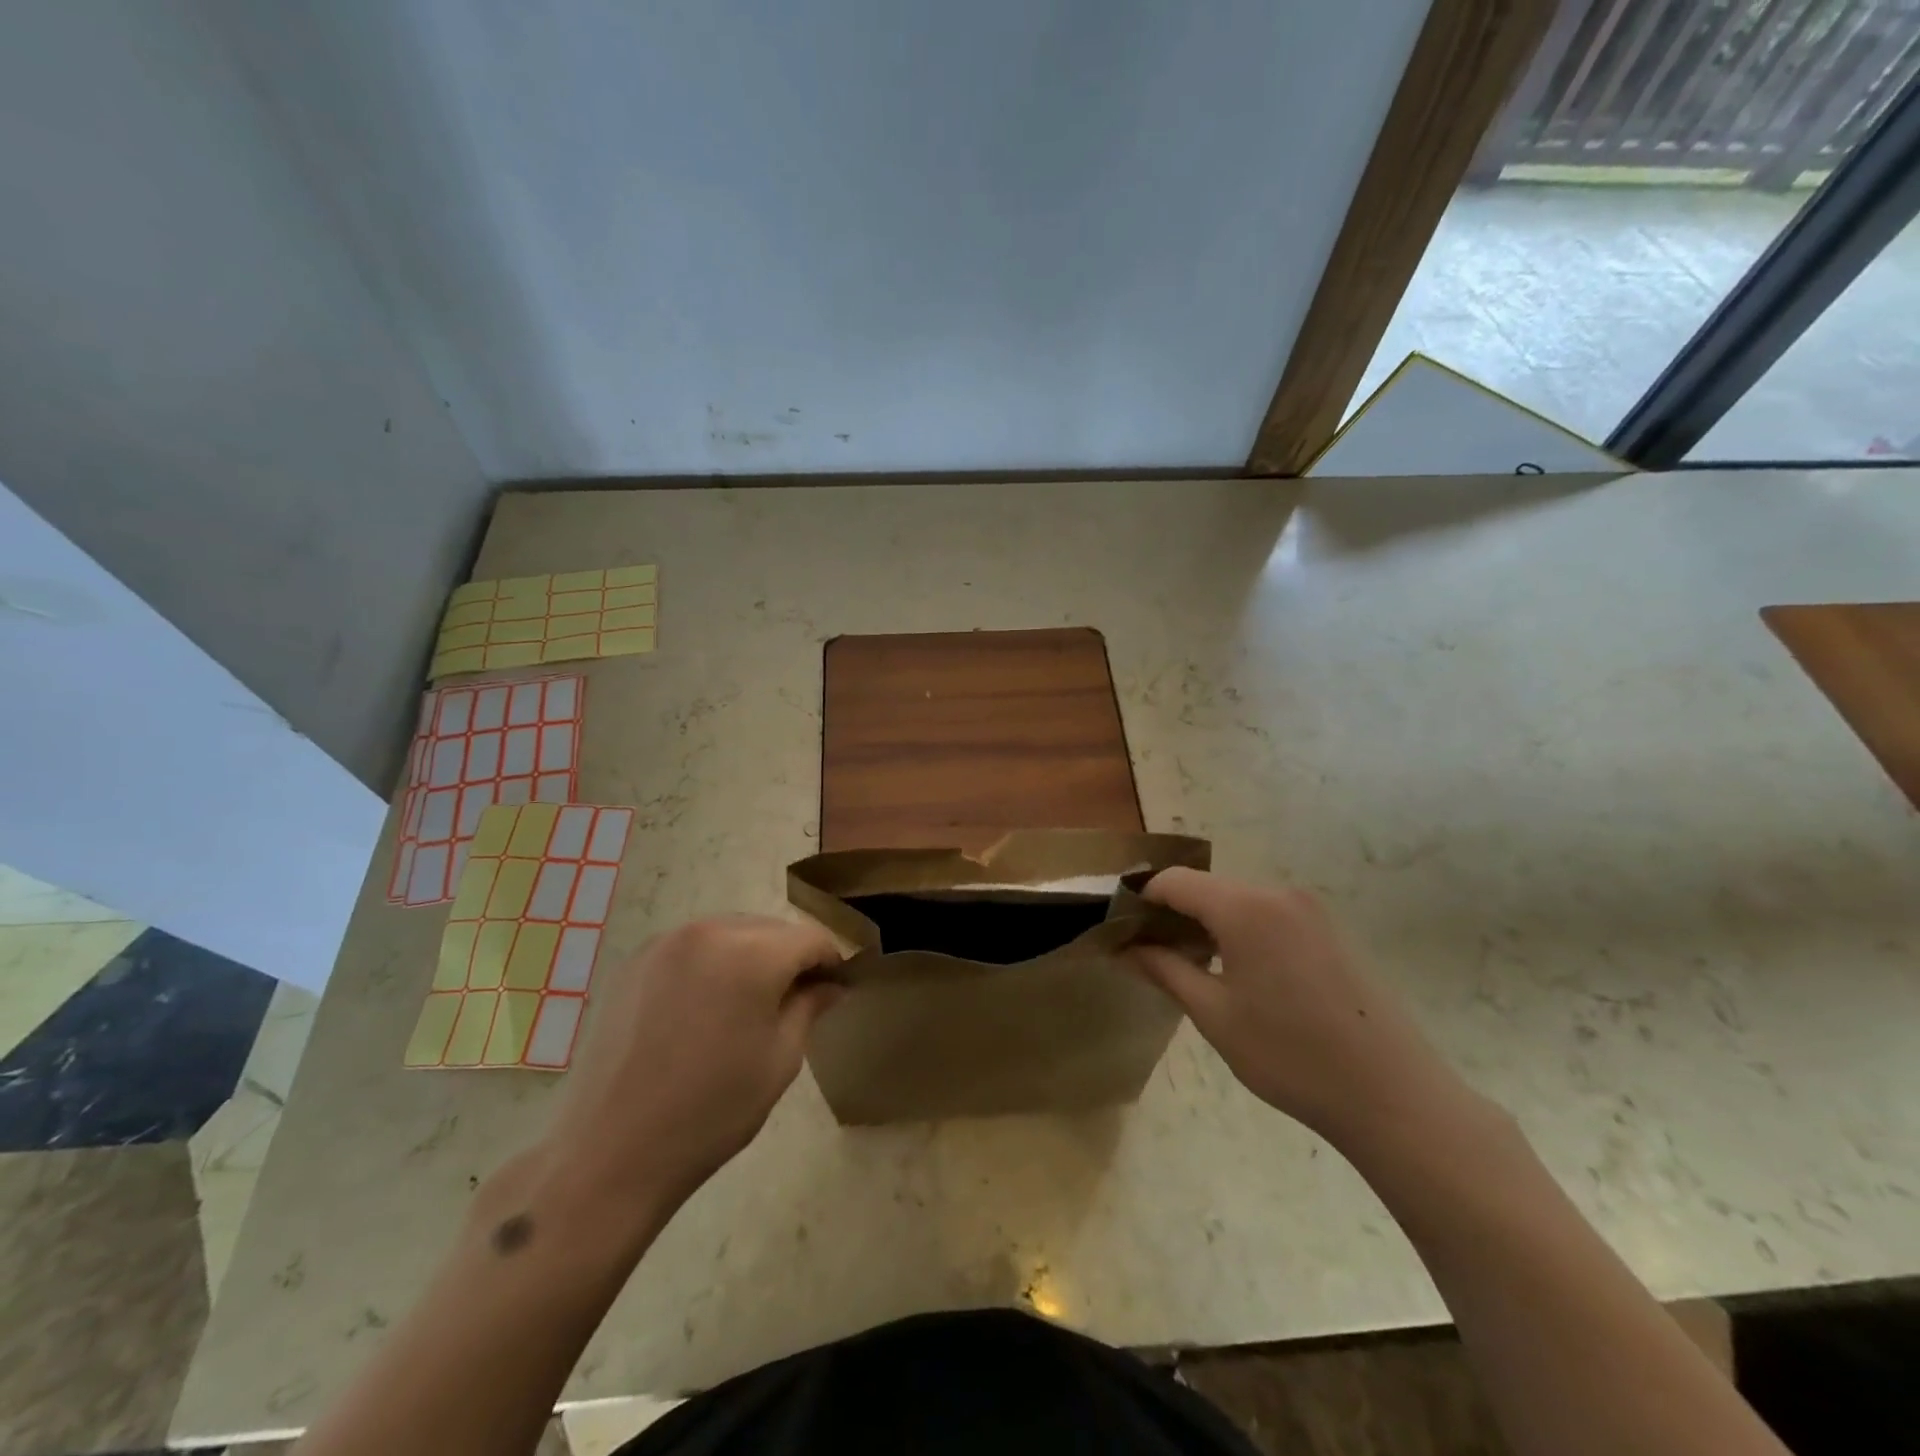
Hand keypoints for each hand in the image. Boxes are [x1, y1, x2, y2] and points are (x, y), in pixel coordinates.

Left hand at [541, 915, 843, 1216]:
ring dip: (752, 955)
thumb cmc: (711, 1111)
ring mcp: (666, 942)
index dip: (830, 962)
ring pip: (731, 932)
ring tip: (749, 1004)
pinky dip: (712, 962)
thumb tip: (830, 985)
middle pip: (770, 928)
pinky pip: (693, 946)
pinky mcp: (636, 961)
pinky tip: (706, 1006)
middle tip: (797, 1000)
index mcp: (751, 953)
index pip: (810, 938)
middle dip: (790, 956)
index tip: (835, 990)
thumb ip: (809, 1007)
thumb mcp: (779, 1060)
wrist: (611, 1152)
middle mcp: (709, 931)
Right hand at [1129, 869, 1467, 1146]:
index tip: (1121, 931)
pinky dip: (1241, 930)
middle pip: (1207, 888)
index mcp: (1245, 907)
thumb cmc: (1291, 1056)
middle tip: (1152, 955)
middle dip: (1173, 913)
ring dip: (1208, 923)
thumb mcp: (1215, 1015)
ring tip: (1192, 967)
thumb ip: (1165, 970)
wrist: (1394, 1096)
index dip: (1141, 900)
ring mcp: (1310, 910)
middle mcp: (1277, 893)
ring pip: (1238, 900)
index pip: (1174, 881)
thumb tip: (1126, 948)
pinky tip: (1241, 974)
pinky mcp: (1330, 930)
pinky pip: (1269, 914)